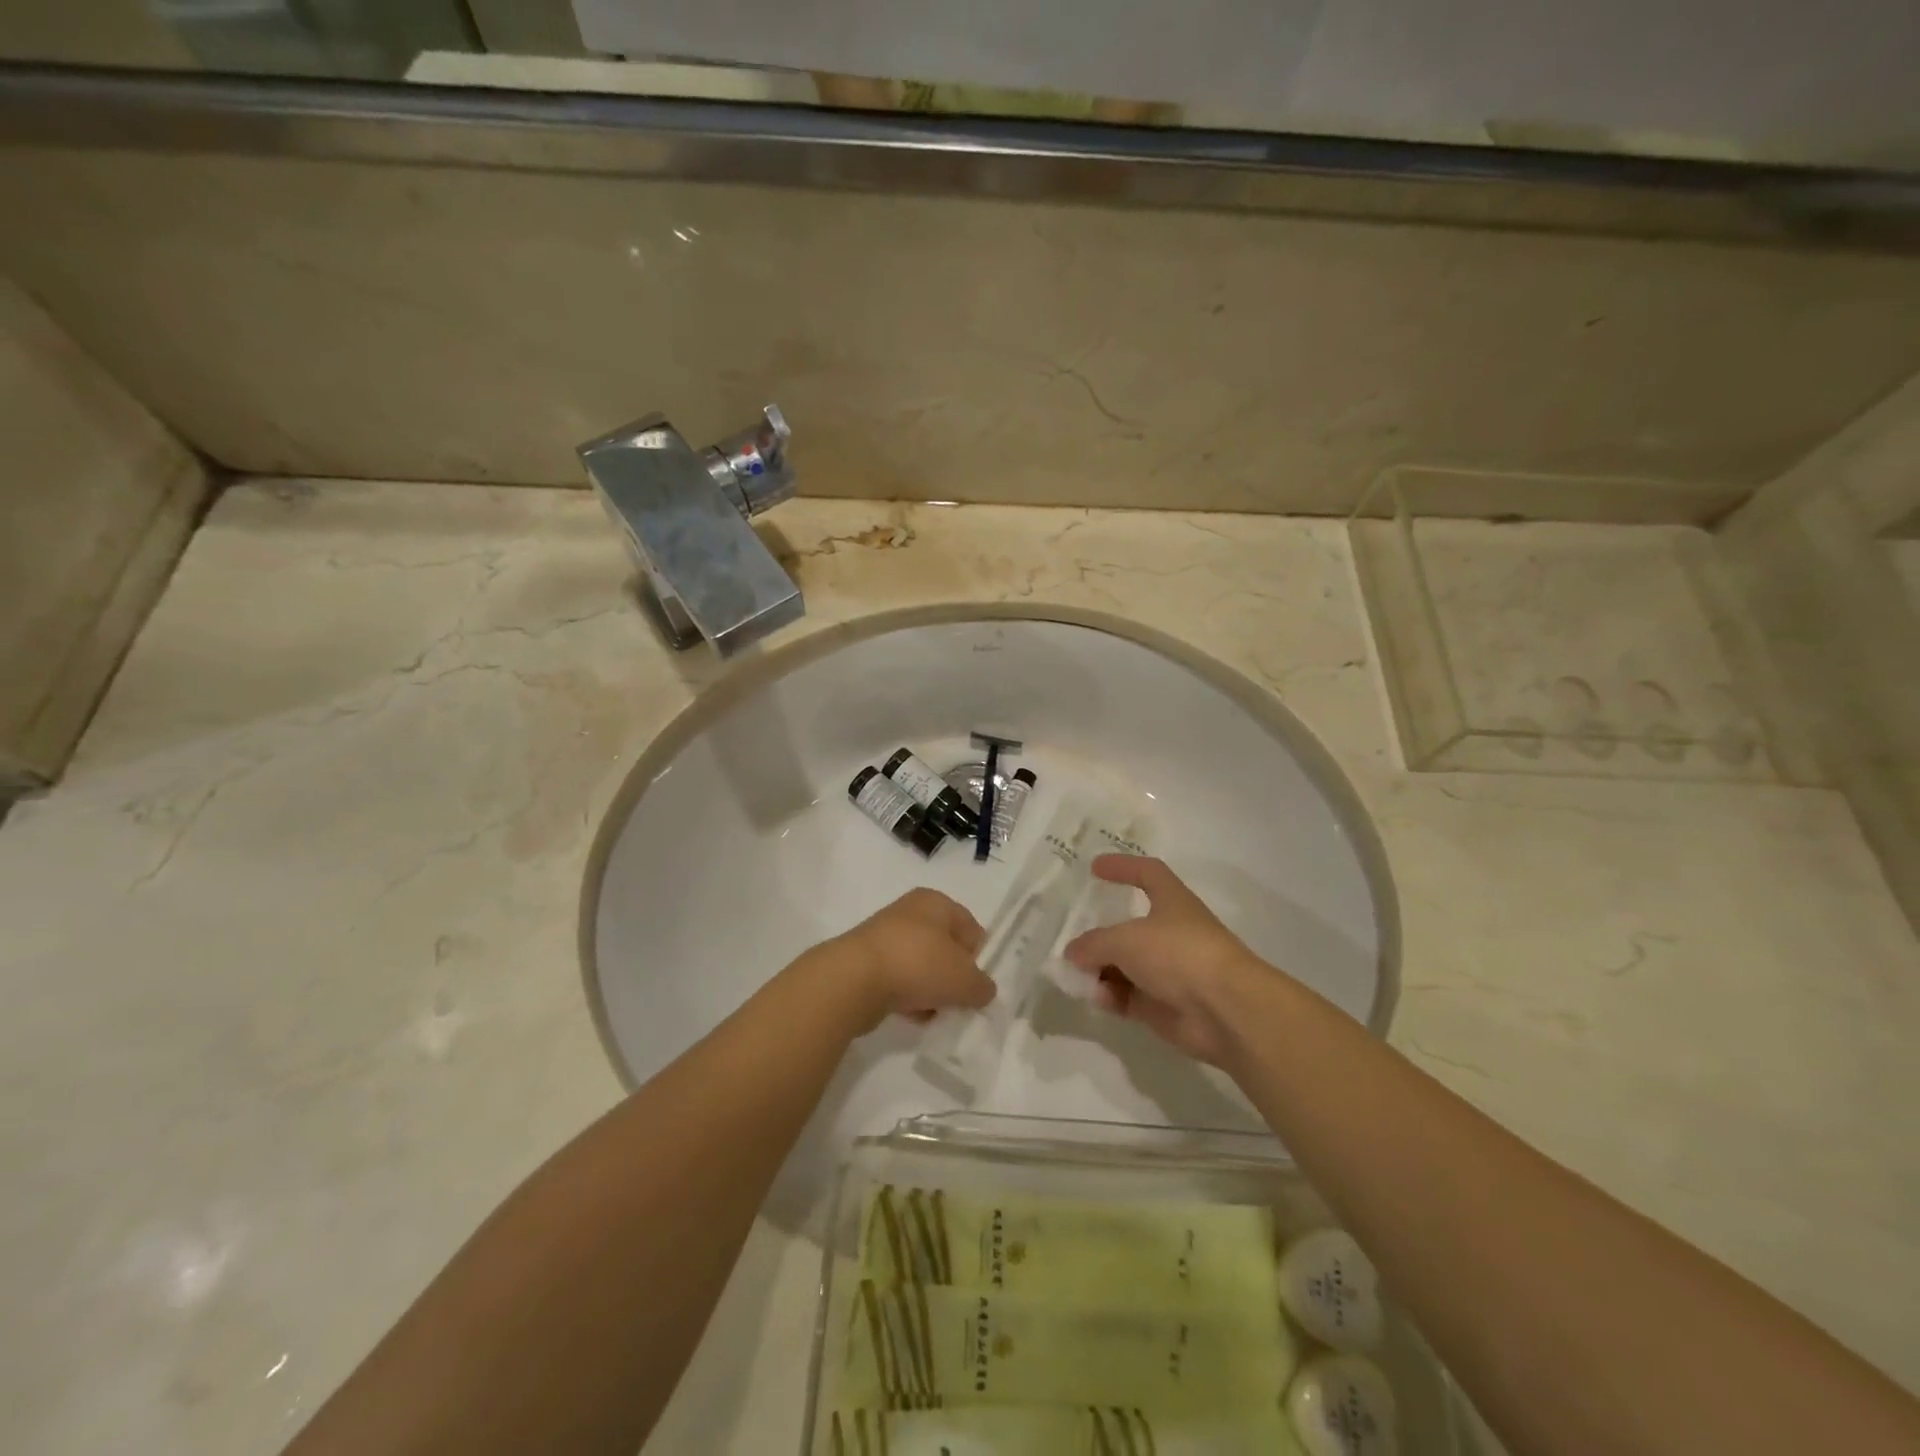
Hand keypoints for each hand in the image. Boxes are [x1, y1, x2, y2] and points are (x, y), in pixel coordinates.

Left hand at [810, 888, 993, 1033]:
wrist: (854, 980)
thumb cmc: (918, 965)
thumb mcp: (965, 980)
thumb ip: (982, 986)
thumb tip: (983, 990)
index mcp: (936, 902)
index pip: (971, 927)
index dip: (978, 956)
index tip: (976, 983)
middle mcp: (910, 912)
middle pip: (945, 948)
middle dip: (953, 976)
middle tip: (957, 1000)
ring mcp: (885, 936)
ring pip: (922, 966)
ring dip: (931, 991)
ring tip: (933, 1012)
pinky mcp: (867, 962)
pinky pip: (899, 980)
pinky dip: (907, 997)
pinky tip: (911, 1016)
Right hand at [1062, 855, 1265, 1065]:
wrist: (1226, 1011)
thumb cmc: (1178, 954)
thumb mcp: (1125, 939)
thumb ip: (1093, 943)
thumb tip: (1073, 953)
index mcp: (1172, 901)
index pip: (1148, 872)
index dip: (1123, 866)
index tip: (1095, 868)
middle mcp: (1171, 932)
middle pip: (1129, 927)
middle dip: (1101, 933)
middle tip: (1073, 938)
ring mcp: (1169, 971)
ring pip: (1126, 964)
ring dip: (1100, 969)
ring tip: (1075, 974)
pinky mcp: (1165, 1005)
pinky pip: (1129, 996)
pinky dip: (1111, 996)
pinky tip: (1096, 998)